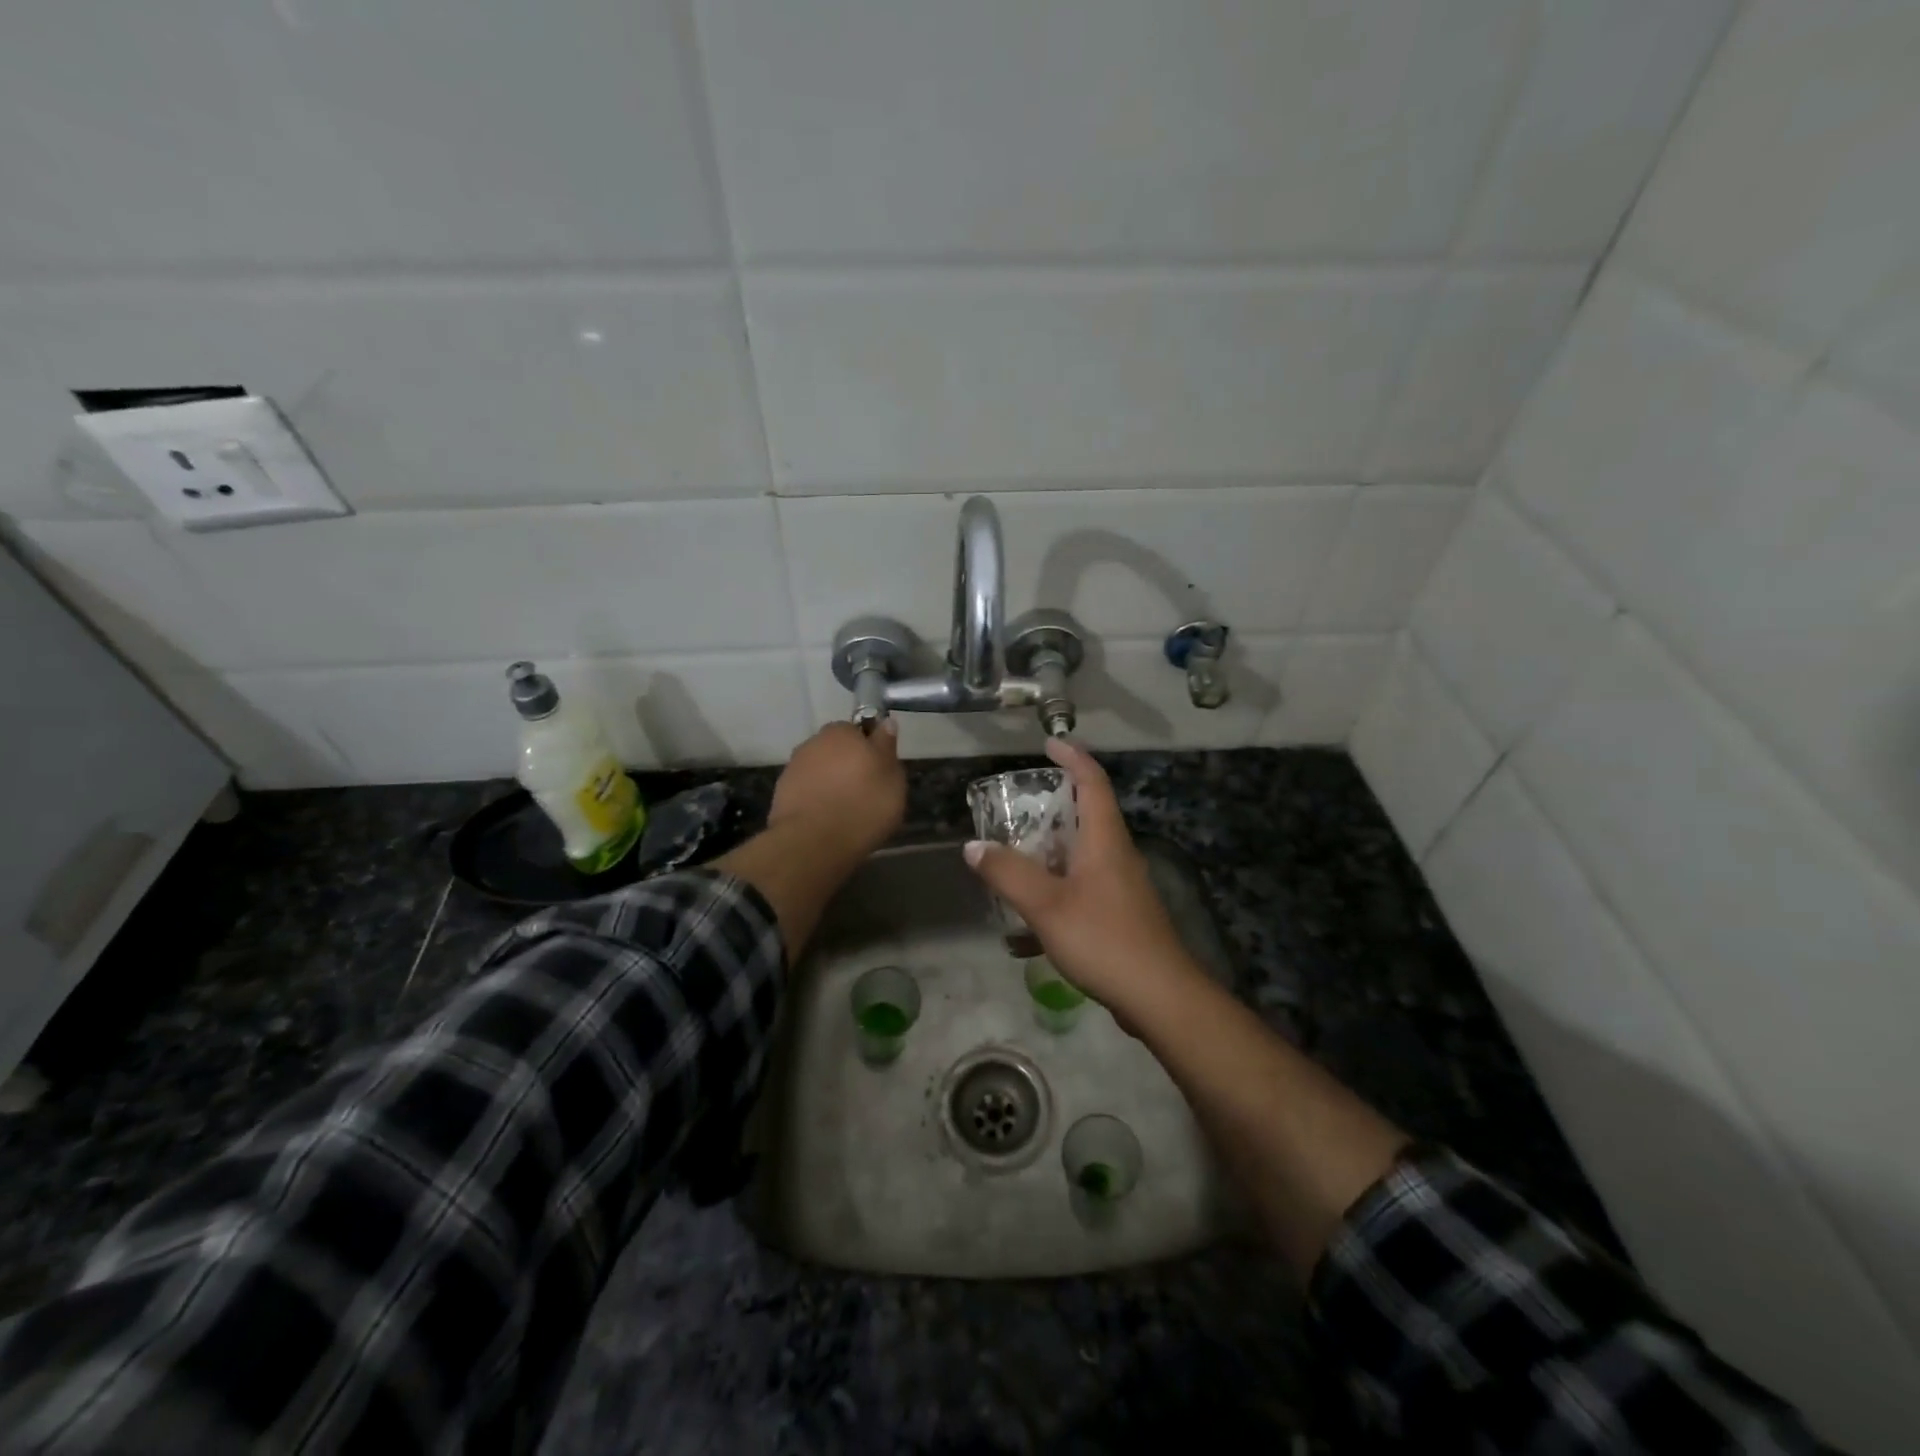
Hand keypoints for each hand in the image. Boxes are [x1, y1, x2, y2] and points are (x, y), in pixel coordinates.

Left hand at [769, 720, 906, 856]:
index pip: (859, 730)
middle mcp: (814, 742)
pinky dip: (815, 798)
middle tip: (864, 792)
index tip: (879, 771)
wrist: (812, 842)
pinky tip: (825, 818)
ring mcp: (794, 766)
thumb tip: (885, 723)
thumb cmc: (862, 806)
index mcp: (843, 732)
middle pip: (837, 750)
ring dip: (830, 782)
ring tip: (844, 810)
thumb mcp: (892, 778)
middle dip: (848, 765)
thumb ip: (887, 747)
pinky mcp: (781, 792)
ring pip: (820, 769)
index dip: (870, 750)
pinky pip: (807, 790)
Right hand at [963, 737, 1199, 1013]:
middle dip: (1053, 807)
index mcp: (1105, 839)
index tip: (1049, 744)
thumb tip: (973, 846)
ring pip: (1082, 855)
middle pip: (1087, 816)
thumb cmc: (1104, 939)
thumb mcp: (1046, 905)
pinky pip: (1082, 889)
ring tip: (1013, 863)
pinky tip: (1027, 929)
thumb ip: (1007, 873)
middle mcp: (1117, 855)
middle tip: (1017, 808)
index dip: (1072, 757)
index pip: (1093, 781)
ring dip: (1049, 853)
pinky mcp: (1120, 915)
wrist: (1159, 997)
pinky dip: (1055, 893)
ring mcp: (1121, 887)